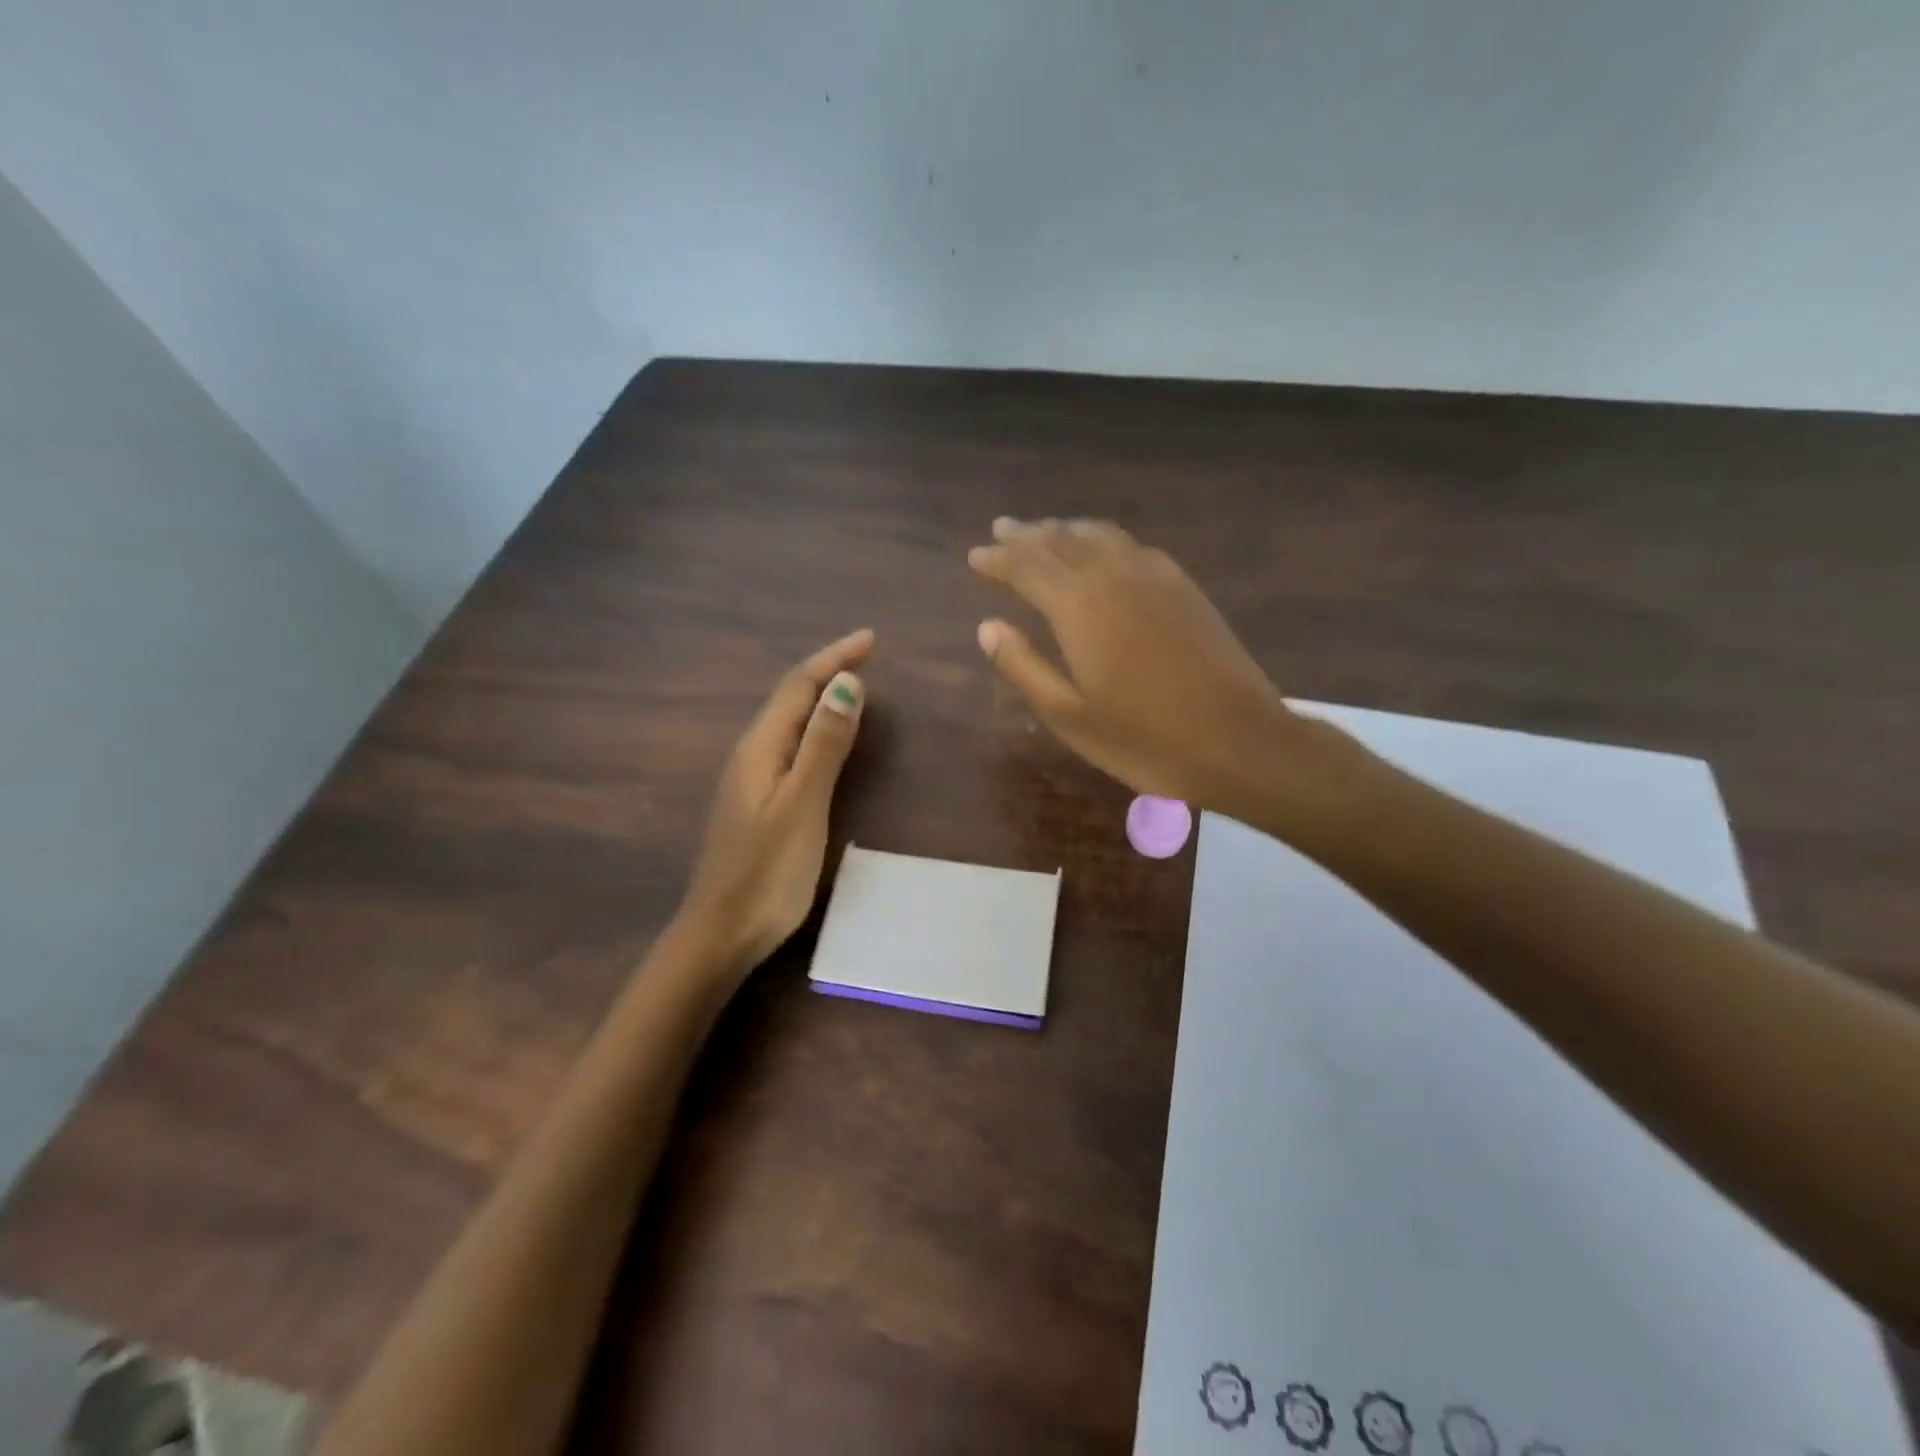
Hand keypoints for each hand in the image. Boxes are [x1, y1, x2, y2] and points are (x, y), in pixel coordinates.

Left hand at [679, 629, 871, 975]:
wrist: (721, 933)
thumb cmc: (766, 872)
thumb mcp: (802, 805)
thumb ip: (824, 745)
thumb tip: (847, 683)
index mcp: (760, 748)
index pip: (798, 686)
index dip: (833, 658)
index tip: (871, 638)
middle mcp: (751, 754)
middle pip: (790, 698)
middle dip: (827, 670)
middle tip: (868, 656)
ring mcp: (751, 780)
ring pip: (789, 722)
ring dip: (821, 697)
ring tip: (854, 685)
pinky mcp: (759, 802)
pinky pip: (790, 746)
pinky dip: (816, 728)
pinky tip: (827, 740)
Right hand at [969, 519, 1300, 809]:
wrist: (1238, 740)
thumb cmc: (1143, 739)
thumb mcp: (1068, 715)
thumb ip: (1023, 666)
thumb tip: (987, 627)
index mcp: (1079, 607)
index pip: (1026, 567)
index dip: (997, 559)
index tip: (975, 556)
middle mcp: (1114, 576)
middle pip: (1061, 540)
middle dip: (1027, 534)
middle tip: (1001, 530)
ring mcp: (1155, 576)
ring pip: (1099, 535)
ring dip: (1065, 529)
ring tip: (1044, 531)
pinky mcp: (1184, 586)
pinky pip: (1132, 546)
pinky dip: (1103, 539)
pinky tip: (1102, 550)